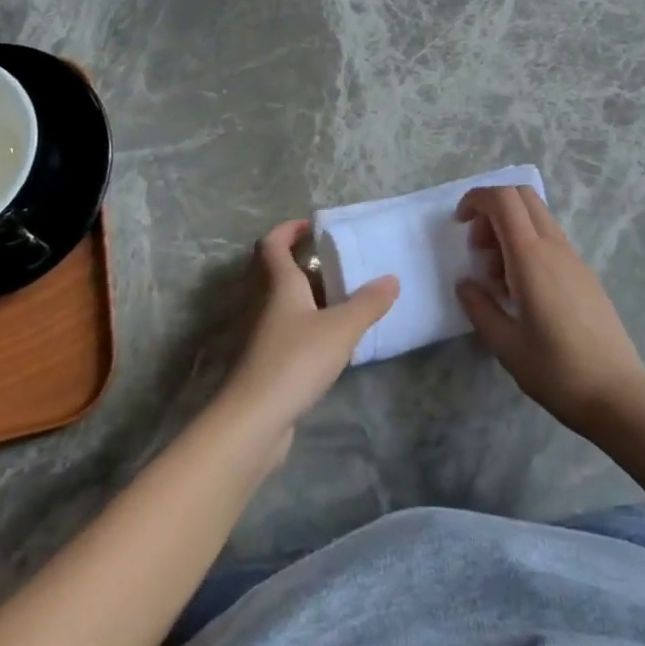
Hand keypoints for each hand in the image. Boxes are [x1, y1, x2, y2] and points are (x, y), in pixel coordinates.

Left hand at [216, 220, 397, 465]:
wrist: (252, 420)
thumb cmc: (294, 360)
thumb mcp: (341, 329)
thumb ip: (368, 303)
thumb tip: (392, 279)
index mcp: (278, 285)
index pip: (272, 244)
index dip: (287, 229)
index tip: (309, 225)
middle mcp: (263, 303)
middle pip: (272, 271)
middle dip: (296, 260)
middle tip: (329, 260)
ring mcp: (260, 335)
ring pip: (278, 302)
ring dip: (302, 294)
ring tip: (336, 297)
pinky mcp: (263, 363)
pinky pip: (283, 330)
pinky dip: (302, 324)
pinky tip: (326, 338)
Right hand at [454, 186, 644, 434]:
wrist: (617, 395)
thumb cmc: (556, 371)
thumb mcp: (505, 345)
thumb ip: (479, 307)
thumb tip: (465, 283)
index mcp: (532, 257)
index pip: (503, 200)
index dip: (476, 199)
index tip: (459, 224)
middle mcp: (555, 247)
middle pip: (522, 197)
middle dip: (492, 210)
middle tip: (478, 248)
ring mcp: (574, 258)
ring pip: (537, 218)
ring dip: (509, 230)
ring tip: (497, 278)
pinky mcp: (584, 274)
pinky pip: (550, 240)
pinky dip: (527, 246)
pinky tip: (521, 290)